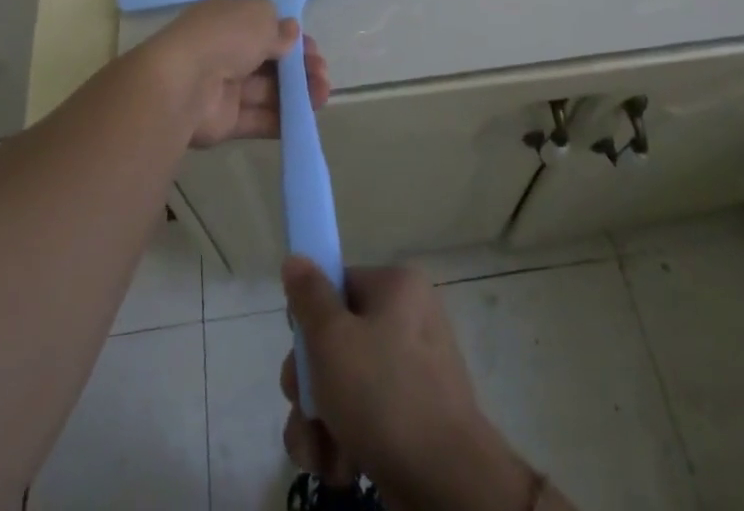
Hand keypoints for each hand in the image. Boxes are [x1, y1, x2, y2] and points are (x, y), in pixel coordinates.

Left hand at [142, 0, 329, 147]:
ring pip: (267, 90)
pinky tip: (307, 119)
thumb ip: (278, 28)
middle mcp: (224, 50)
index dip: (290, 37)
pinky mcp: (225, 120)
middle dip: (299, 66)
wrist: (184, 84)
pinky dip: (283, 119)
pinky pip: (258, 118)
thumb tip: (290, 32)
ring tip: (323, 95)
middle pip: (268, 60)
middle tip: (323, 74)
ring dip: (297, 93)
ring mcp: (224, 86)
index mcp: (227, 19)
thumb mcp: (258, 16)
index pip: (263, 27)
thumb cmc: (224, 37)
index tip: (311, 48)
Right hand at [281, 258, 541, 510]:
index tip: (301, 352)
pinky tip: (339, 467)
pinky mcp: (411, 421)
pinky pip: (365, 418)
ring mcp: (412, 374)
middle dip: (310, 385)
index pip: (337, 286)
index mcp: (397, 288)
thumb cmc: (384, 395)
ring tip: (318, 452)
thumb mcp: (332, 338)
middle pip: (336, 340)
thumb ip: (308, 297)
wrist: (447, 484)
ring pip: (344, 385)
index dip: (310, 320)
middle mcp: (408, 322)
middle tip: (306, 408)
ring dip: (320, 421)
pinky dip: (344, 442)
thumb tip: (296, 258)